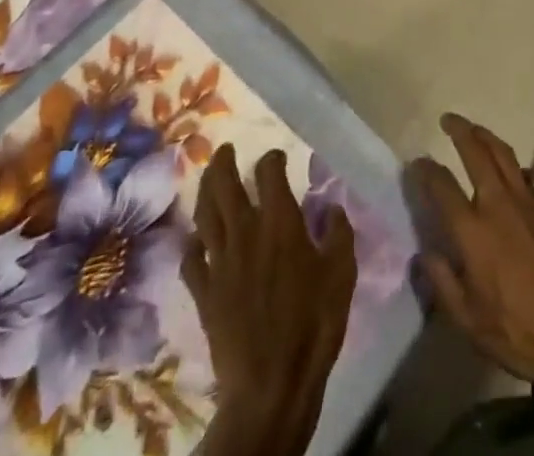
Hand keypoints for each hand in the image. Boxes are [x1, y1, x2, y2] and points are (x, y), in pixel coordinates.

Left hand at [184, 145, 356, 455]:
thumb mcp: (342, 272)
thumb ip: (339, 233)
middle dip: (223, 163)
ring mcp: (220, 262)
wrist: (270, 384)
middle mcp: (245, 232)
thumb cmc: (313, 323)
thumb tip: (332, 207)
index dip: (272, 159)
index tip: (278, 158)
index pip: (269, 173)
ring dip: (205, 191)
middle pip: (225, 186)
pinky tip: (198, 240)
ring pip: (204, 215)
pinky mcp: (204, 293)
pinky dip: (193, 243)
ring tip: (208, 178)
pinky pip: (191, 259)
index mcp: (280, 221)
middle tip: (225, 149)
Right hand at [411, 114, 533, 387]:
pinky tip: (516, 176)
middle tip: (448, 120)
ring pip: (504, 154)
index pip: (441, 185)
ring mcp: (529, 199)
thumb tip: (423, 252)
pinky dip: (517, 170)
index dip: (425, 169)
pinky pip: (531, 176)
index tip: (417, 162)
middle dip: (459, 130)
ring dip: (487, 137)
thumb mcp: (469, 321)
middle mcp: (498, 202)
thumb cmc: (520, 331)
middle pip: (475, 151)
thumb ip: (442, 282)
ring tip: (476, 131)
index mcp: (472, 229)